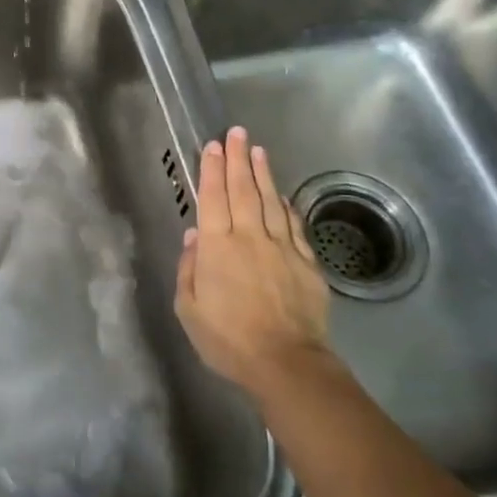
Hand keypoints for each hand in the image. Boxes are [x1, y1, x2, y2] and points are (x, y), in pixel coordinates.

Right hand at [174, 126, 331, 396]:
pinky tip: (281, 194)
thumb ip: (189, 268)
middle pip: (242, 189)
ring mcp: (282, 248)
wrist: (286, 363)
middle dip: (238, 158)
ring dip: (263, 173)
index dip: (212, 169)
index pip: (213, 197)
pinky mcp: (306, 263)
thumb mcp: (189, 308)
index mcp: (217, 247)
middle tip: (237, 132)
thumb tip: (195, 235)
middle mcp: (249, 237)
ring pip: (270, 201)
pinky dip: (286, 205)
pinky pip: (294, 225)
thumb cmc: (228, 338)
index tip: (213, 145)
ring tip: (259, 150)